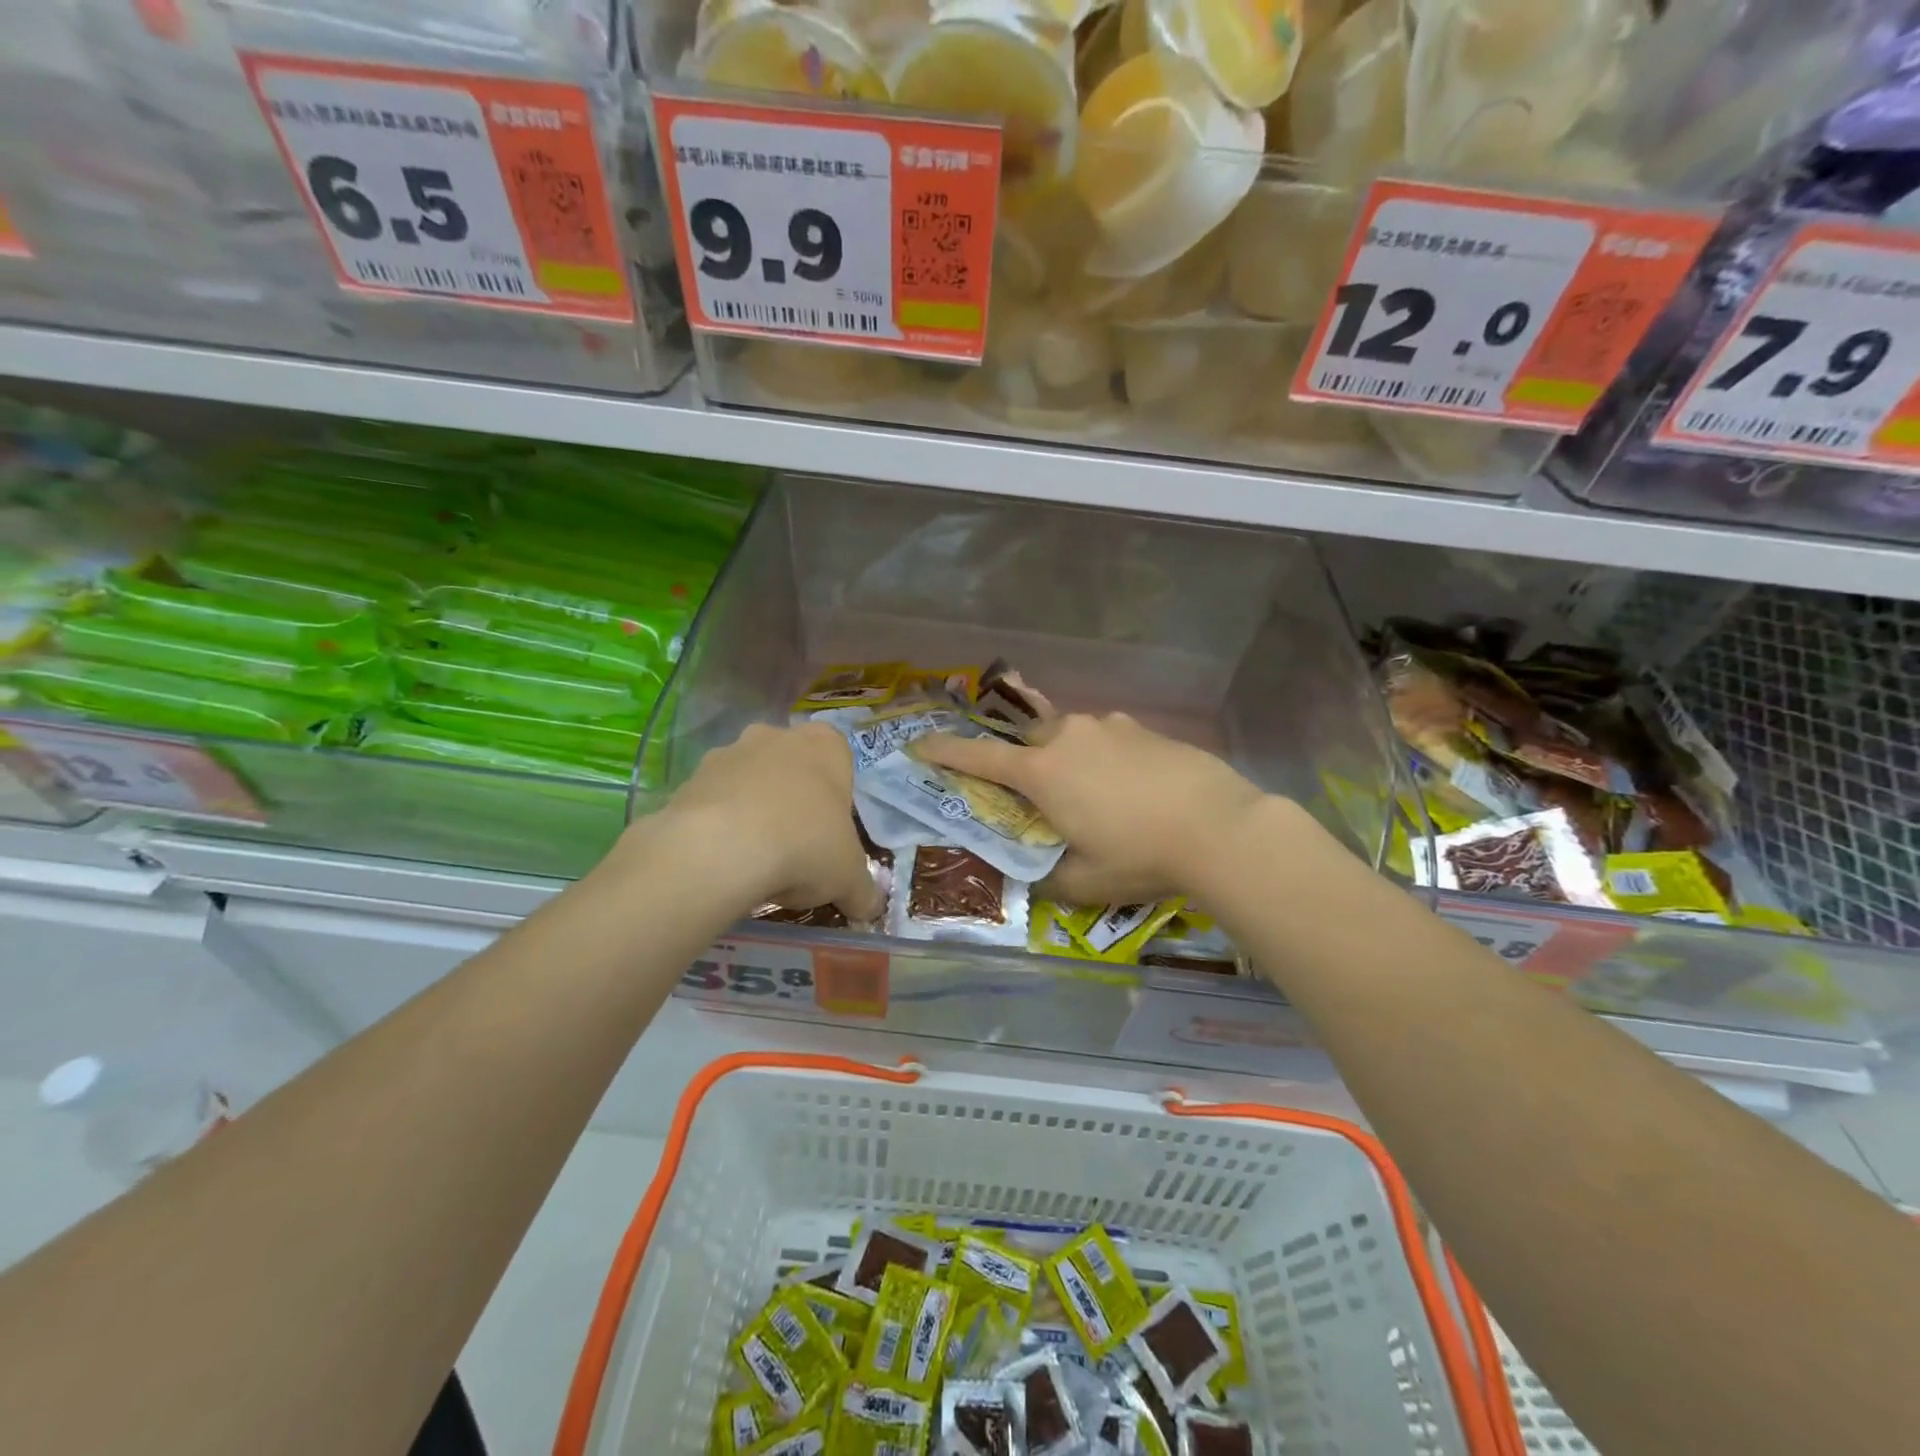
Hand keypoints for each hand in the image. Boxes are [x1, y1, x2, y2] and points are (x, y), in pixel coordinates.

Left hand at [638, 721, 884, 921]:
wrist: (720, 849)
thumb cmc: (804, 846)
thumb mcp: (849, 877)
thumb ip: (863, 890)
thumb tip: (869, 908)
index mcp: (825, 745)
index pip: (839, 762)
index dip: (836, 801)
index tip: (831, 836)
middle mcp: (777, 736)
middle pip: (792, 768)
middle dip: (793, 801)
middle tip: (796, 849)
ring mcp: (729, 752)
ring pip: (749, 782)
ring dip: (754, 811)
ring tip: (755, 862)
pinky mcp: (690, 778)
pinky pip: (713, 802)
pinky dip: (719, 826)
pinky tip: (723, 862)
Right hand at [913, 712, 1271, 903]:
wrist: (1220, 827)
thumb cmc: (1140, 856)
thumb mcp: (1084, 882)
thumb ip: (1048, 879)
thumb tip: (1035, 877)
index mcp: (1042, 772)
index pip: (978, 758)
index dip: (945, 752)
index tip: (919, 744)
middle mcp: (1069, 737)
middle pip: (1027, 742)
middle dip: (1022, 762)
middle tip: (1036, 794)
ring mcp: (1109, 727)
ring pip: (1071, 736)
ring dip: (1069, 759)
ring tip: (1094, 796)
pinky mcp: (1145, 728)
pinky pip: (1108, 739)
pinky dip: (1105, 758)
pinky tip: (1131, 788)